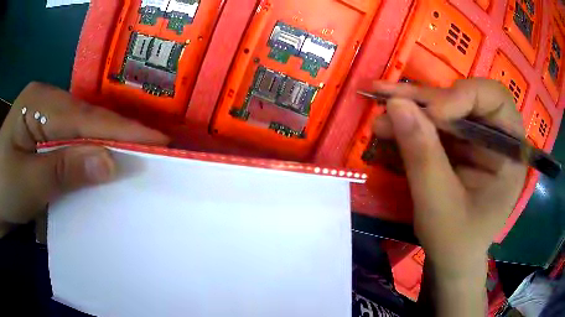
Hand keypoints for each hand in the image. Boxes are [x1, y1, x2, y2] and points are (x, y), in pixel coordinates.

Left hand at [0, 83, 168, 236]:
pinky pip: (73, 139)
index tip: (159, 141)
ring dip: (107, 144)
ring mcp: (45, 115)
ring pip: (83, 128)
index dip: (122, 130)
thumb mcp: (29, 183)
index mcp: (39, 103)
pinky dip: (90, 151)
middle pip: (88, 119)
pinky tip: (103, 159)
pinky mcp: (44, 132)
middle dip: (119, 135)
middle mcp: (47, 101)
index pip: (86, 117)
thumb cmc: (5, 187)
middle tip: (154, 150)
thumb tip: (108, 163)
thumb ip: (64, 169)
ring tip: (137, 155)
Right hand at [371, 79, 526, 274]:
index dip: (465, 95)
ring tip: (380, 116)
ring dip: (412, 110)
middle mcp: (495, 139)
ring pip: (445, 108)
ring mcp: (476, 141)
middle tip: (390, 100)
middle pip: (466, 98)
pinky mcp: (459, 146)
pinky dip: (410, 124)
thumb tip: (396, 104)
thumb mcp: (439, 205)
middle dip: (428, 100)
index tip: (431, 112)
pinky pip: (434, 125)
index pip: (496, 100)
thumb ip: (423, 156)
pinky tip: (387, 128)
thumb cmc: (455, 242)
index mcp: (509, 154)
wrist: (451, 260)